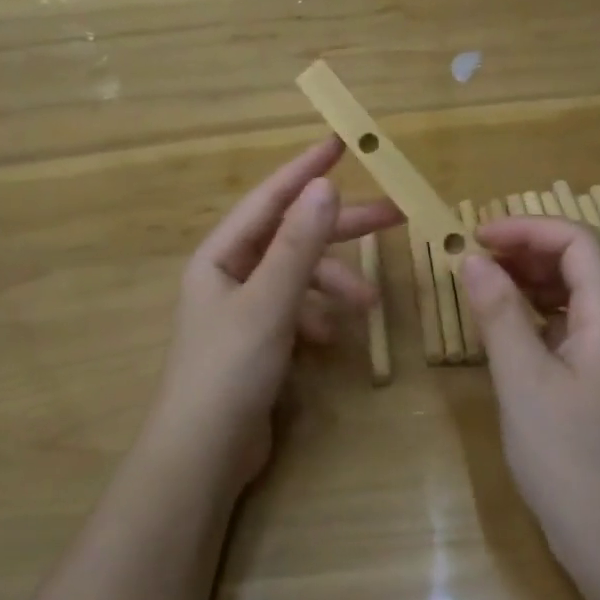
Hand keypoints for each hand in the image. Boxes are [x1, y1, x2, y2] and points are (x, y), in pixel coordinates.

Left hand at [153, 137, 401, 483]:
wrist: (203, 457)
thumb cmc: (229, 370)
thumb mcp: (269, 302)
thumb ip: (299, 244)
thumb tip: (326, 185)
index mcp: (221, 255)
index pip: (270, 198)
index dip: (305, 169)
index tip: (341, 142)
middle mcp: (230, 274)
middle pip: (293, 236)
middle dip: (341, 229)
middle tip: (397, 216)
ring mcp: (244, 309)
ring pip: (300, 277)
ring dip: (335, 284)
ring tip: (369, 306)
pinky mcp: (258, 341)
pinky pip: (296, 311)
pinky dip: (318, 316)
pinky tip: (333, 338)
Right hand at [459, 217, 599, 571]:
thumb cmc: (571, 461)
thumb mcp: (524, 382)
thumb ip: (499, 315)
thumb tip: (473, 260)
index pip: (578, 242)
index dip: (529, 228)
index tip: (478, 237)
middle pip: (577, 263)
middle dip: (525, 250)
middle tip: (473, 261)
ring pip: (570, 296)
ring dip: (526, 282)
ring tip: (480, 289)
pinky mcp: (595, 384)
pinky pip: (564, 329)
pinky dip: (531, 317)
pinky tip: (501, 331)